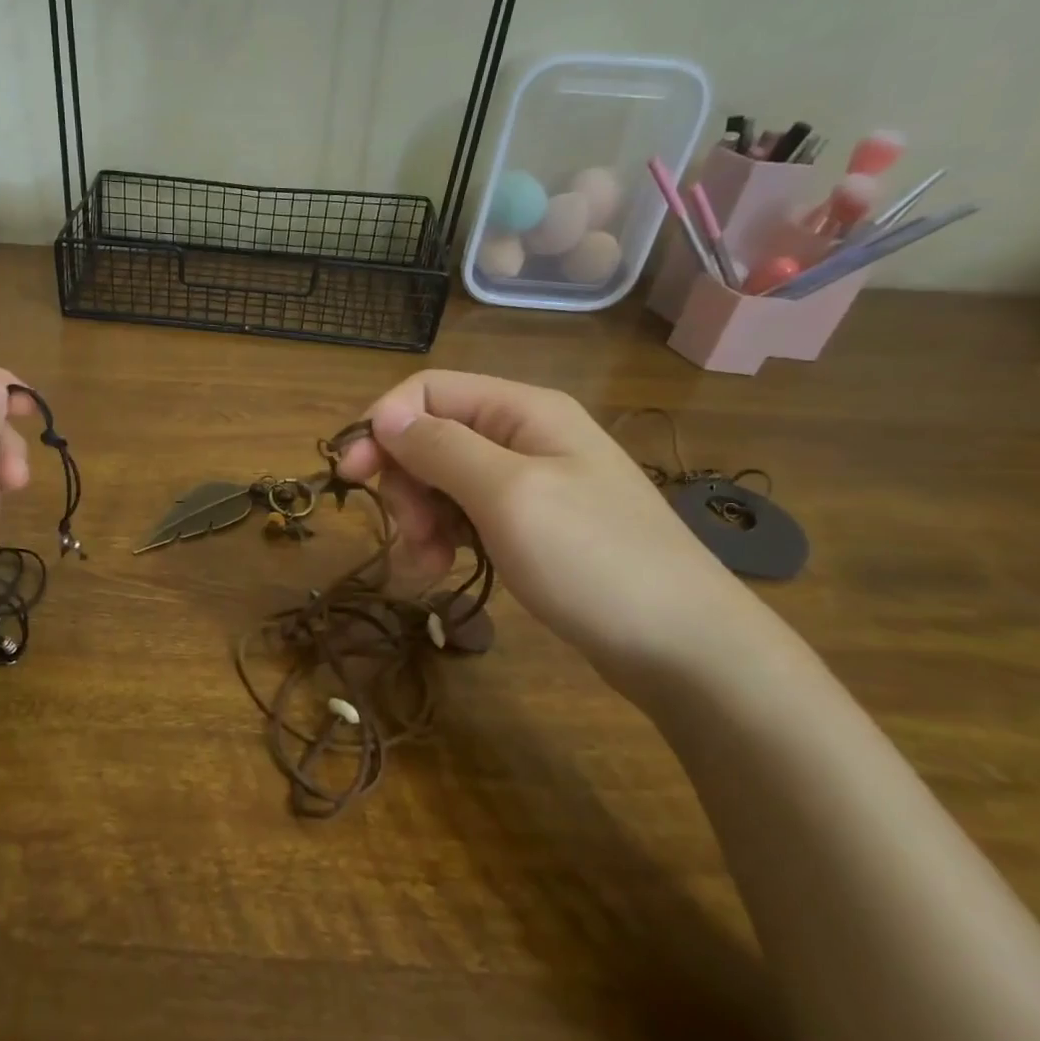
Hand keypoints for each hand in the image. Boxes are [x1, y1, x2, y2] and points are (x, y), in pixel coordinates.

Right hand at [336, 371, 773, 696]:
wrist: (687, 649)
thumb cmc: (595, 560)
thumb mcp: (508, 495)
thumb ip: (441, 447)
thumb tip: (383, 413)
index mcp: (522, 410)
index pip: (428, 390)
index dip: (383, 426)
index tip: (351, 476)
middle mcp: (524, 435)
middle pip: (432, 435)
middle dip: (405, 481)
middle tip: (408, 532)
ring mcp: (530, 482)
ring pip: (443, 479)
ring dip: (421, 516)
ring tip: (426, 564)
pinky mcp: (531, 524)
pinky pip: (467, 513)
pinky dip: (445, 536)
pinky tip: (442, 569)